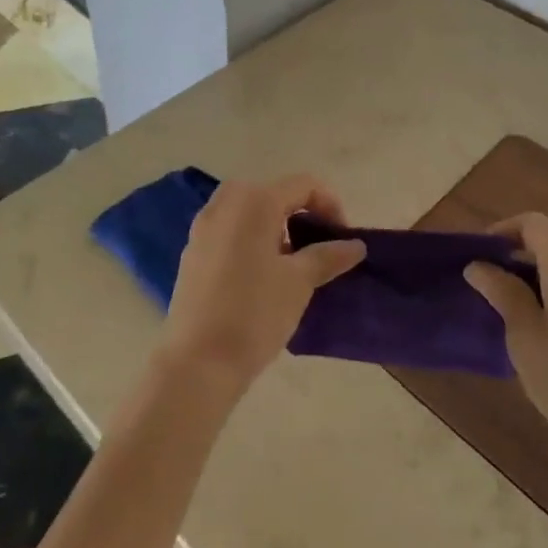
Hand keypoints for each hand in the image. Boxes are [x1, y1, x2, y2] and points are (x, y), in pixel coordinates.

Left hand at [160, 175, 365, 391]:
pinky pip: (229, 230)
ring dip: (275, 226)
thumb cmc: (255, 313)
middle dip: (300, 214)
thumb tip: (355, 245)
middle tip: (317, 246)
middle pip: (274, 193)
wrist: (197, 362)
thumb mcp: (299, 282)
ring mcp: (203, 227)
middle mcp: (226, 203)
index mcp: (255, 200)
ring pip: (249, 211)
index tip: (342, 239)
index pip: (303, 185)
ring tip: (290, 263)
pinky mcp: (192, 251)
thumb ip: (328, 256)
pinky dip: (251, 239)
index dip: (330, 205)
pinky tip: (259, 277)